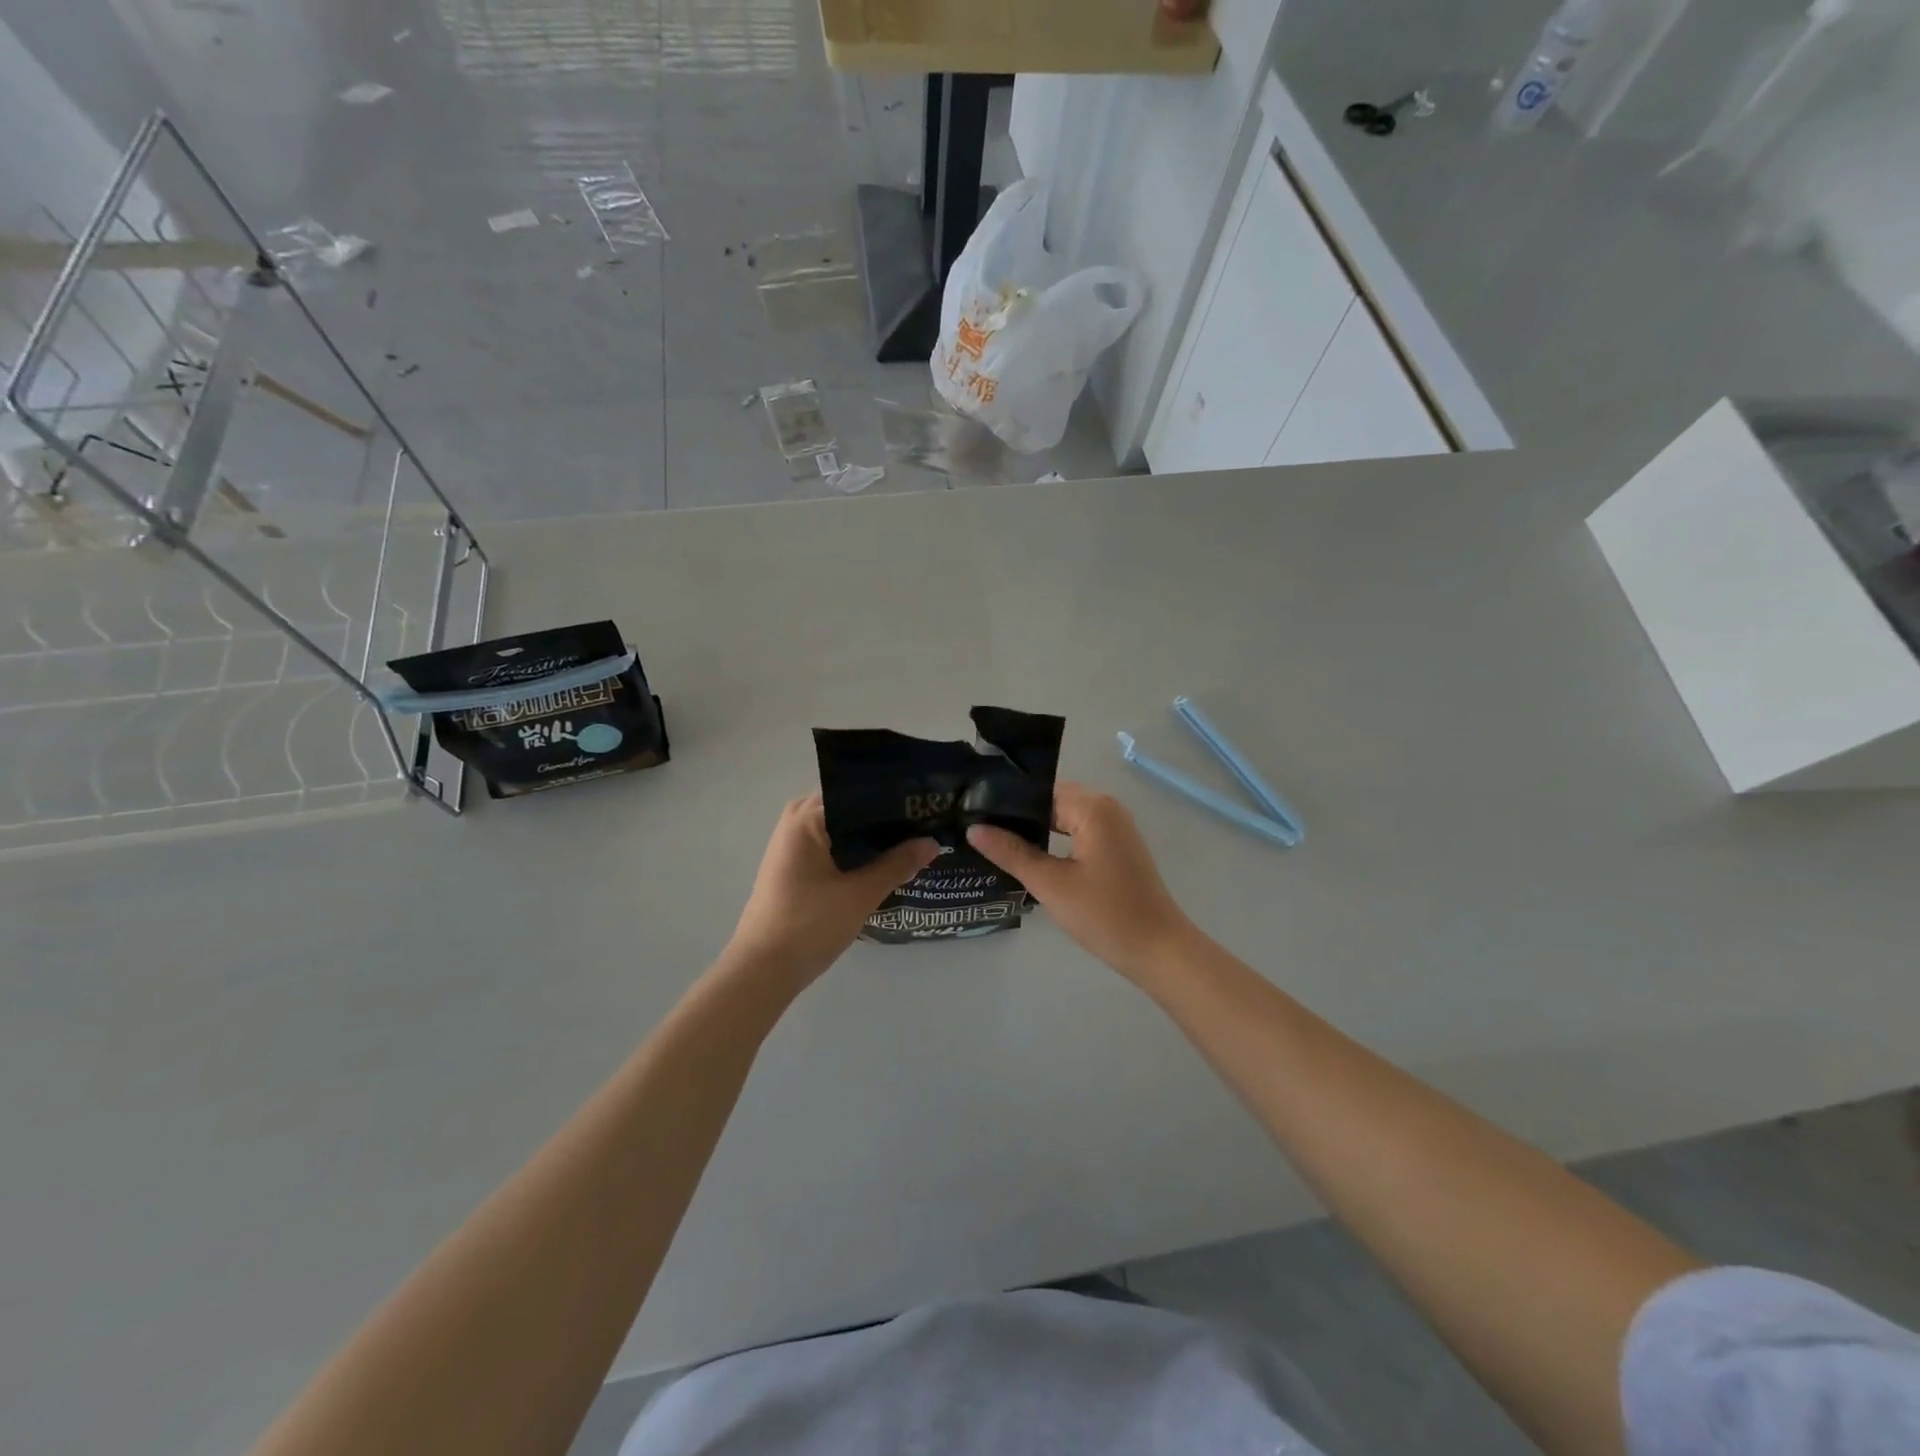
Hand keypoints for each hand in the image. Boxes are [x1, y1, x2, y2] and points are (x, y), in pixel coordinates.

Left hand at [729, 795, 936, 983]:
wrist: (763, 970)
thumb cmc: (809, 924)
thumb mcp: (860, 894)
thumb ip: (898, 864)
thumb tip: (933, 841)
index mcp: (808, 817)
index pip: (859, 793)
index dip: (893, 800)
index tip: (925, 807)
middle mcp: (796, 821)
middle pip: (851, 809)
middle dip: (885, 818)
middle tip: (924, 824)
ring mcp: (791, 844)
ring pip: (842, 829)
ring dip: (870, 837)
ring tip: (911, 841)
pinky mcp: (793, 866)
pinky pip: (831, 845)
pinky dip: (855, 851)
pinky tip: (882, 863)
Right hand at [967, 782, 1197, 983]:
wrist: (1158, 950)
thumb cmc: (1104, 914)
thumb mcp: (1051, 884)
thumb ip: (1011, 852)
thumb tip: (974, 828)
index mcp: (1093, 808)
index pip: (1039, 792)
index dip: (1007, 803)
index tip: (974, 814)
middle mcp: (1107, 807)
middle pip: (1053, 801)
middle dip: (1020, 816)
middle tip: (979, 830)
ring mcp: (1117, 827)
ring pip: (1066, 817)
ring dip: (1038, 830)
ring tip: (998, 843)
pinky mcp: (1119, 847)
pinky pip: (1080, 831)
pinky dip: (1057, 840)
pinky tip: (1032, 858)